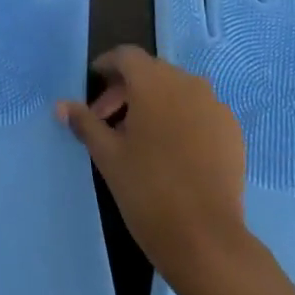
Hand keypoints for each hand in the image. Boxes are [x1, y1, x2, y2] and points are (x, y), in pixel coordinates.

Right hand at [59, 45, 270, 294]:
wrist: (205, 237)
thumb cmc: (146, 189)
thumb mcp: (107, 154)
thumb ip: (85, 122)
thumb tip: (62, 105)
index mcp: (154, 82)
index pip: (126, 56)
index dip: (107, 66)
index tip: (93, 85)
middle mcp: (188, 83)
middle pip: (152, 72)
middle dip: (127, 90)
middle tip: (107, 121)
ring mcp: (215, 106)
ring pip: (177, 91)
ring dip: (155, 103)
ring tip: (139, 138)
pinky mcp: (232, 130)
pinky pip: (200, 111)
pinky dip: (181, 119)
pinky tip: (171, 150)